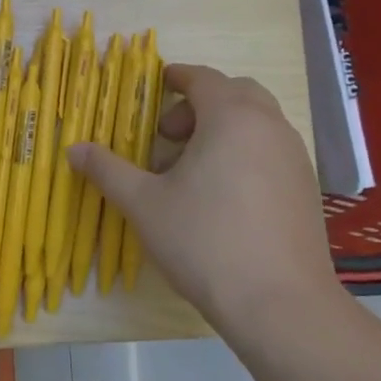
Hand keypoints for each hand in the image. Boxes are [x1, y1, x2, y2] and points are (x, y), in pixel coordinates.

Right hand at [69, 64, 340, 328]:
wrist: (280, 303)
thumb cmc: (205, 241)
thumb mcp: (144, 204)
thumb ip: (108, 170)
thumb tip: (74, 149)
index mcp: (231, 117)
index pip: (203, 78)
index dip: (177, 77)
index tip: (157, 84)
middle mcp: (269, 126)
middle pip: (235, 93)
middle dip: (200, 104)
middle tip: (169, 135)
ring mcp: (294, 157)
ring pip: (257, 122)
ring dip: (223, 128)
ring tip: (192, 169)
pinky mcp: (306, 188)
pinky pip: (271, 150)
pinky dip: (245, 152)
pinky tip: (223, 195)